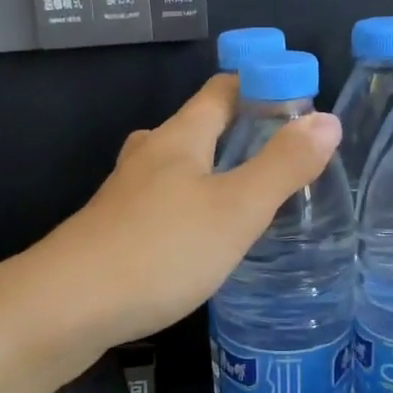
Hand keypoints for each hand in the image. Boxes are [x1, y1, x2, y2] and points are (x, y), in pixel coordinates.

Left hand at [26, 73, 340, 358]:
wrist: (66, 307)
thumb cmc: (159, 250)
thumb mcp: (235, 209)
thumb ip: (282, 166)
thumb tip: (326, 120)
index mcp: (177, 139)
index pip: (221, 91)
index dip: (260, 85)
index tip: (299, 100)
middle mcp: (146, 158)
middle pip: (194, 128)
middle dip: (235, 133)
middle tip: (279, 158)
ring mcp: (123, 198)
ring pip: (173, 171)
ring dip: (208, 174)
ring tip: (245, 199)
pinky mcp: (111, 235)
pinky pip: (159, 208)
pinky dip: (186, 211)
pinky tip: (198, 242)